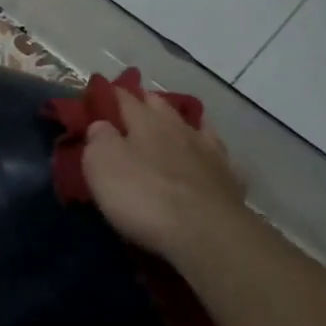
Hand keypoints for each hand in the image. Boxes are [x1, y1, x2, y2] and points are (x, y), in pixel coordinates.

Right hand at [81, 87, 251, 268]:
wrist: (206, 233)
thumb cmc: (144, 196)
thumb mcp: (102, 165)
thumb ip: (98, 138)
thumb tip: (101, 125)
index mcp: (144, 121)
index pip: (123, 97)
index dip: (109, 94)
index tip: (98, 92)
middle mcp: (177, 127)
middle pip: (159, 105)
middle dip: (145, 102)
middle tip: (131, 107)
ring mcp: (207, 151)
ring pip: (191, 125)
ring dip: (178, 122)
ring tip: (170, 125)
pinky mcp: (227, 178)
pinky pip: (216, 154)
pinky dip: (208, 150)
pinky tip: (207, 155)